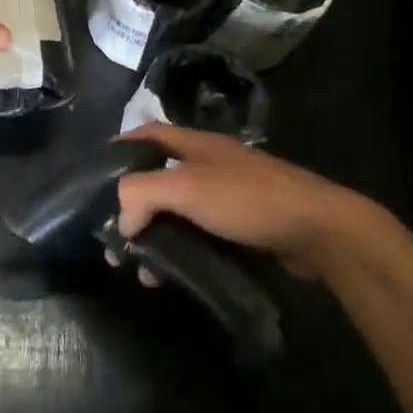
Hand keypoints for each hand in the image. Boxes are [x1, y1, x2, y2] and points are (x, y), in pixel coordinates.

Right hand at [111, 123, 403, 282]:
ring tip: (140, 269)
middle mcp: (207, 165)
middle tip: (113, 238)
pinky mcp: (240, 227)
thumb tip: (121, 223)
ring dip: (154, 237)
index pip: (145, 136)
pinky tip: (170, 277)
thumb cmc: (248, 199)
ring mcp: (226, 196)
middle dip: (131, 207)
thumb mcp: (187, 187)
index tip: (93, 178)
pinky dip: (179, 252)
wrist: (319, 230)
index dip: (118, 150)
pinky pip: (197, 236)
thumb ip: (141, 194)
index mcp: (194, 144)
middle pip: (157, 179)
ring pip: (176, 213)